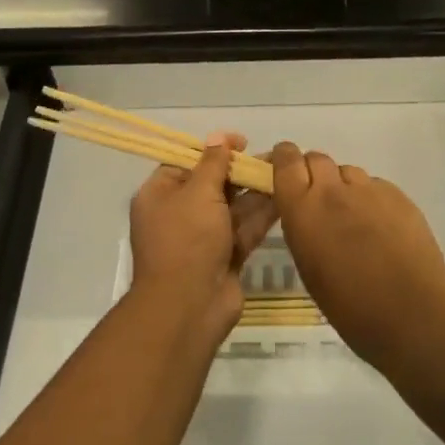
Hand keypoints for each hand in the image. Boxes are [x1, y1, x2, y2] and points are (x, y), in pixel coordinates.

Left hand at [129, 132, 277, 337]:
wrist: (189, 307)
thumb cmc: (186, 240)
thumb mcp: (198, 192)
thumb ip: (213, 163)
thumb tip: (218, 137)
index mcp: (159, 195)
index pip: (185, 162)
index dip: (212, 150)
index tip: (240, 142)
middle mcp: (178, 214)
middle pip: (211, 184)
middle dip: (239, 170)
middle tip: (270, 157)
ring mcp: (202, 237)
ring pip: (232, 206)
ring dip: (255, 189)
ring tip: (284, 170)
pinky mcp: (225, 256)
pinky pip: (243, 228)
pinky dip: (262, 214)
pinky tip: (285, 195)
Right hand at [271, 142, 444, 375]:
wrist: (412, 317)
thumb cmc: (351, 307)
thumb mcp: (308, 268)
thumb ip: (303, 228)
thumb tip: (306, 213)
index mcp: (304, 209)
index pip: (286, 161)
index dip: (284, 159)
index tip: (284, 170)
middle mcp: (333, 190)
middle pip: (316, 158)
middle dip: (313, 172)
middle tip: (319, 200)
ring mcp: (369, 189)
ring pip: (348, 172)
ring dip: (343, 186)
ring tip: (354, 218)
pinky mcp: (399, 195)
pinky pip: (375, 186)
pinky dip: (371, 199)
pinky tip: (381, 228)